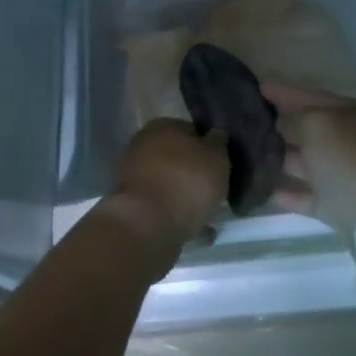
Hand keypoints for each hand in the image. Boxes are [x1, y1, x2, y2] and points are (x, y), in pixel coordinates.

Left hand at [106, 118, 229, 259]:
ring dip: (186, 195)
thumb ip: (218, 143)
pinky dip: (178, 215)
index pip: (192, 130)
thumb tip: (216, 134)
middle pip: (178, 158)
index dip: (209, 147)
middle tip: (217, 189)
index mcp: (163, 126)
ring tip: (209, 213)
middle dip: (195, 172)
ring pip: (170, 183)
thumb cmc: (186, 182)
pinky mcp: (133, 206)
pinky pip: (163, 207)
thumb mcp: (216, 157)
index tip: (222, 165)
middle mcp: (144, 146)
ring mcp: (135, 177)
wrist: (148, 226)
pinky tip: (197, 229)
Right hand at [263, 82, 355, 237]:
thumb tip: (281, 123)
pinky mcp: (337, 207)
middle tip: (247, 119)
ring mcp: (344, 174)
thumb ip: (296, 119)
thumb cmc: (350, 159)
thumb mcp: (318, 125)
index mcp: (349, 113)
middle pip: (309, 127)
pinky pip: (307, 195)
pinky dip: (288, 192)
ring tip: (249, 153)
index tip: (258, 86)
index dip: (284, 91)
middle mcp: (348, 140)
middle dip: (280, 122)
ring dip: (281, 156)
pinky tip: (263, 188)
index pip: (311, 96)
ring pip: (306, 161)